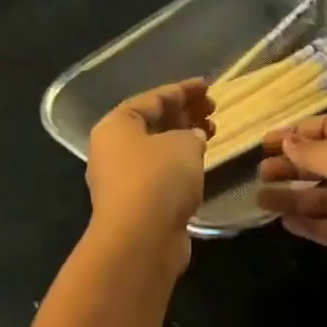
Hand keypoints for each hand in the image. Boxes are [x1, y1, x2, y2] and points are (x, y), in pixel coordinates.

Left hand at [85, 80, 213, 273]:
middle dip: (184, 113)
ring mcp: (123, 179)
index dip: (183, 90)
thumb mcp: (183, 144)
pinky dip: (181, 164)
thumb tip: (193, 138)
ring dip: (184, 138)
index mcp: (117, 125)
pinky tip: (200, 163)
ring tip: (212, 132)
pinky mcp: (137, 203)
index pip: (153, 98)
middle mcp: (114, 149)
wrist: (140, 240)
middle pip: (153, 122)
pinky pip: (161, 173)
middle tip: (213, 109)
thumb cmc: (158, 179)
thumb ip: (191, 133)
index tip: (209, 86)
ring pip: (158, 149)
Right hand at [254, 114, 326, 298]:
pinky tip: (284, 222)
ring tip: (260, 199)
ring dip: (295, 196)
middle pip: (325, 162)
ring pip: (326, 196)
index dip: (298, 133)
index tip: (265, 143)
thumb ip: (313, 153)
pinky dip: (311, 224)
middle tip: (259, 173)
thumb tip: (287, 141)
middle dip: (293, 165)